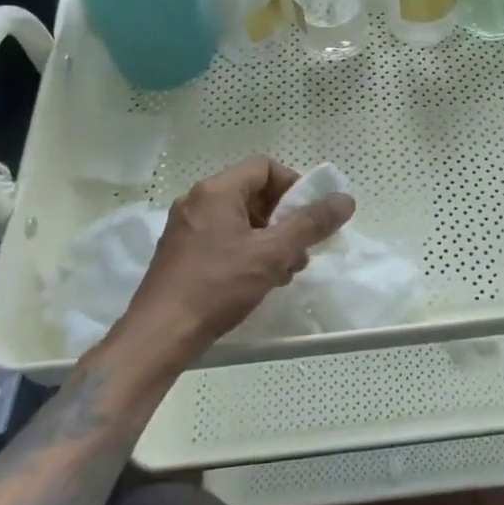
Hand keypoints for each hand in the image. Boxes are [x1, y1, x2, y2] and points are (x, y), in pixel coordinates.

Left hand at [112, 156, 354, 369]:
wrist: (159, 336)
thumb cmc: (217, 286)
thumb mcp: (272, 254)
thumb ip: (310, 224)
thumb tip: (345, 200)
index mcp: (216, 191)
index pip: (264, 167)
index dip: (293, 186)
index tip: (310, 215)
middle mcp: (197, 200)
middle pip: (253, 193)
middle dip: (284, 218)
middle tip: (302, 248)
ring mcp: (186, 227)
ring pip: (240, 219)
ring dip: (269, 238)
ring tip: (285, 270)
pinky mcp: (181, 253)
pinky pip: (223, 237)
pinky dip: (247, 250)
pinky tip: (259, 280)